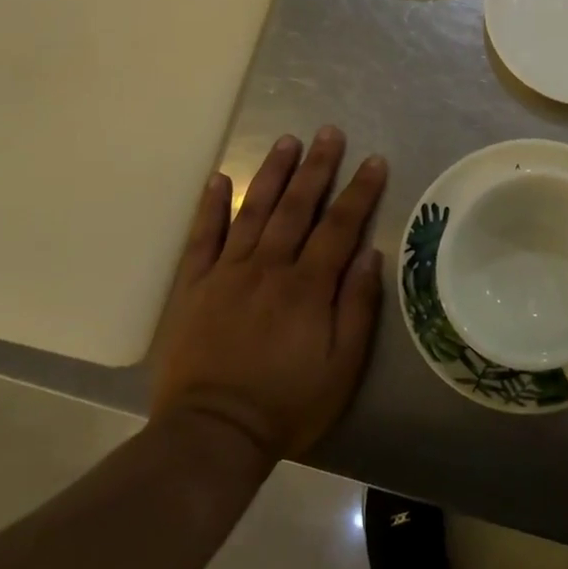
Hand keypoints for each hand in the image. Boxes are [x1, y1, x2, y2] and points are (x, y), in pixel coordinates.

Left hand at [151, 127, 386, 463]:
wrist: (212, 435)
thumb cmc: (288, 404)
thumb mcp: (343, 366)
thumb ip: (358, 306)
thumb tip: (370, 253)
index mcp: (308, 286)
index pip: (339, 225)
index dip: (360, 190)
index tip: (374, 160)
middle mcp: (269, 268)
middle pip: (297, 207)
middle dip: (317, 166)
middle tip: (329, 132)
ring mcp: (227, 274)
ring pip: (254, 212)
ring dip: (272, 174)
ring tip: (287, 141)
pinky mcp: (193, 288)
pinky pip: (202, 239)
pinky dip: (211, 207)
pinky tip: (219, 179)